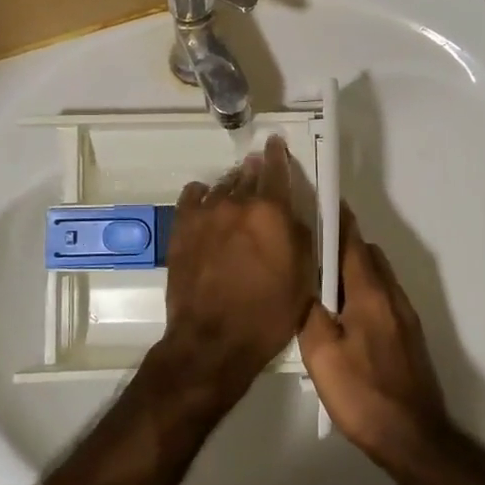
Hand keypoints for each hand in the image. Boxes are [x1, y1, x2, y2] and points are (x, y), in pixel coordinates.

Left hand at [156, 135, 318, 410]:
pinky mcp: (181, 228)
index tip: (276, 143)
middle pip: (247, 174)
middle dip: (255, 169)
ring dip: (231, 185)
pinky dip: (202, 195)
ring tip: (235, 191)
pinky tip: (204, 200)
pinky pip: (192, 196)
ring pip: (221, 186)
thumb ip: (301, 236)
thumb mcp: (302, 277)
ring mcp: (205, 213)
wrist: (212, 340)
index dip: (277, 154)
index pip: (276, 169)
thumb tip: (294, 214)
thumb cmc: (267, 314)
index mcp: (271, 211)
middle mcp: (237, 202)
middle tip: (258, 169)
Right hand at [299, 206, 451, 463]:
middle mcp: (392, 295)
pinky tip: (340, 315)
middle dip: (339, 244)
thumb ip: (309, 310)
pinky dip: (361, 291)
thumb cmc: (363, 394)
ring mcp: (404, 316)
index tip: (315, 201)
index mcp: (370, 292)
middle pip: (366, 254)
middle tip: (306, 248)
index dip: (335, 218)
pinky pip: (381, 297)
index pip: (352, 240)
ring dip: (350, 269)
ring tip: (317, 282)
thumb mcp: (321, 353)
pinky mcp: (407, 335)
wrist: (414, 438)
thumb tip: (301, 278)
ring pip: (375, 276)